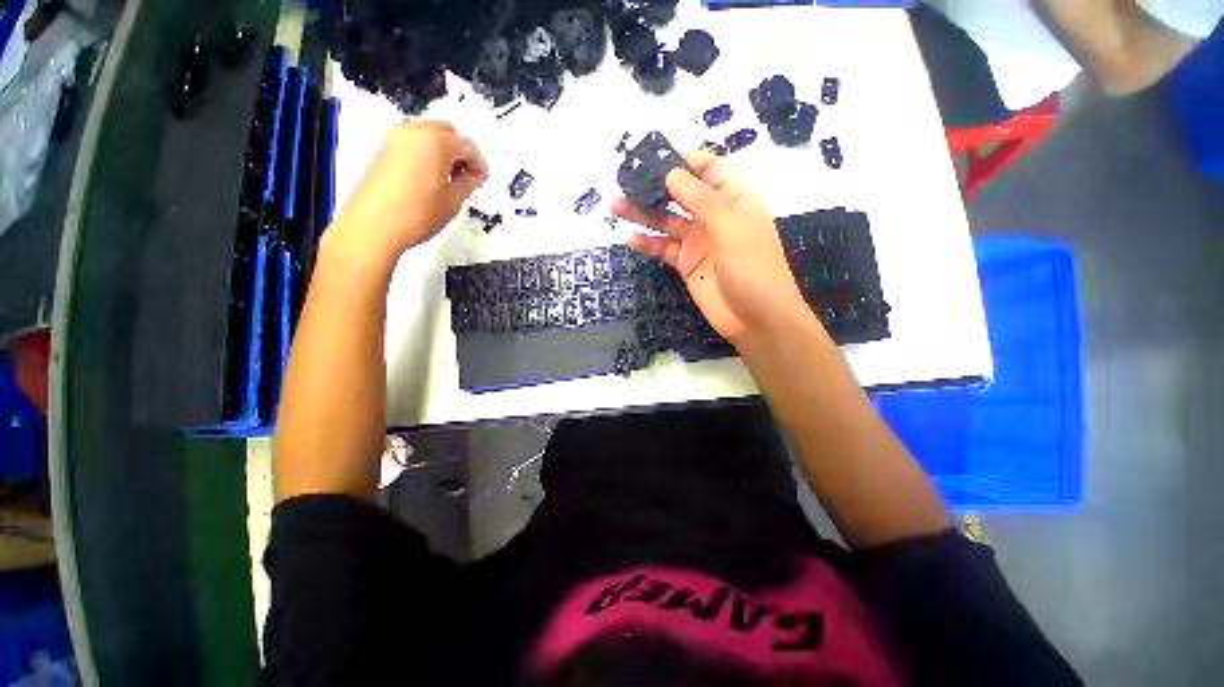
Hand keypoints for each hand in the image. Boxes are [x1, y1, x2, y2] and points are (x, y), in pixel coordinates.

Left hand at [326, 120, 487, 267]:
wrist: (373, 225)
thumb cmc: (419, 214)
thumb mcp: (452, 202)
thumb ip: (467, 184)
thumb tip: (474, 176)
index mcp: (436, 142)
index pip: (467, 145)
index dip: (479, 163)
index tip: (483, 181)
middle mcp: (415, 131)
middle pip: (446, 131)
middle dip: (460, 151)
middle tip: (466, 176)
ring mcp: (395, 137)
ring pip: (427, 133)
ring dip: (442, 149)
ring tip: (447, 176)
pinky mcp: (383, 148)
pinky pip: (412, 141)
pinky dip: (426, 151)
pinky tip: (429, 175)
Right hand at [612, 151, 810, 344]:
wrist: (755, 319)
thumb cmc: (752, 267)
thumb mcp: (729, 227)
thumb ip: (701, 199)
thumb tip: (671, 173)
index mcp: (734, 198)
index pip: (708, 169)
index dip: (684, 160)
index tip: (655, 158)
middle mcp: (714, 216)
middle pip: (681, 194)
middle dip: (655, 186)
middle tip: (625, 180)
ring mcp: (699, 242)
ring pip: (667, 222)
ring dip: (643, 214)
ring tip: (615, 205)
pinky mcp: (687, 264)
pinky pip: (664, 249)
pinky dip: (649, 244)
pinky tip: (631, 239)